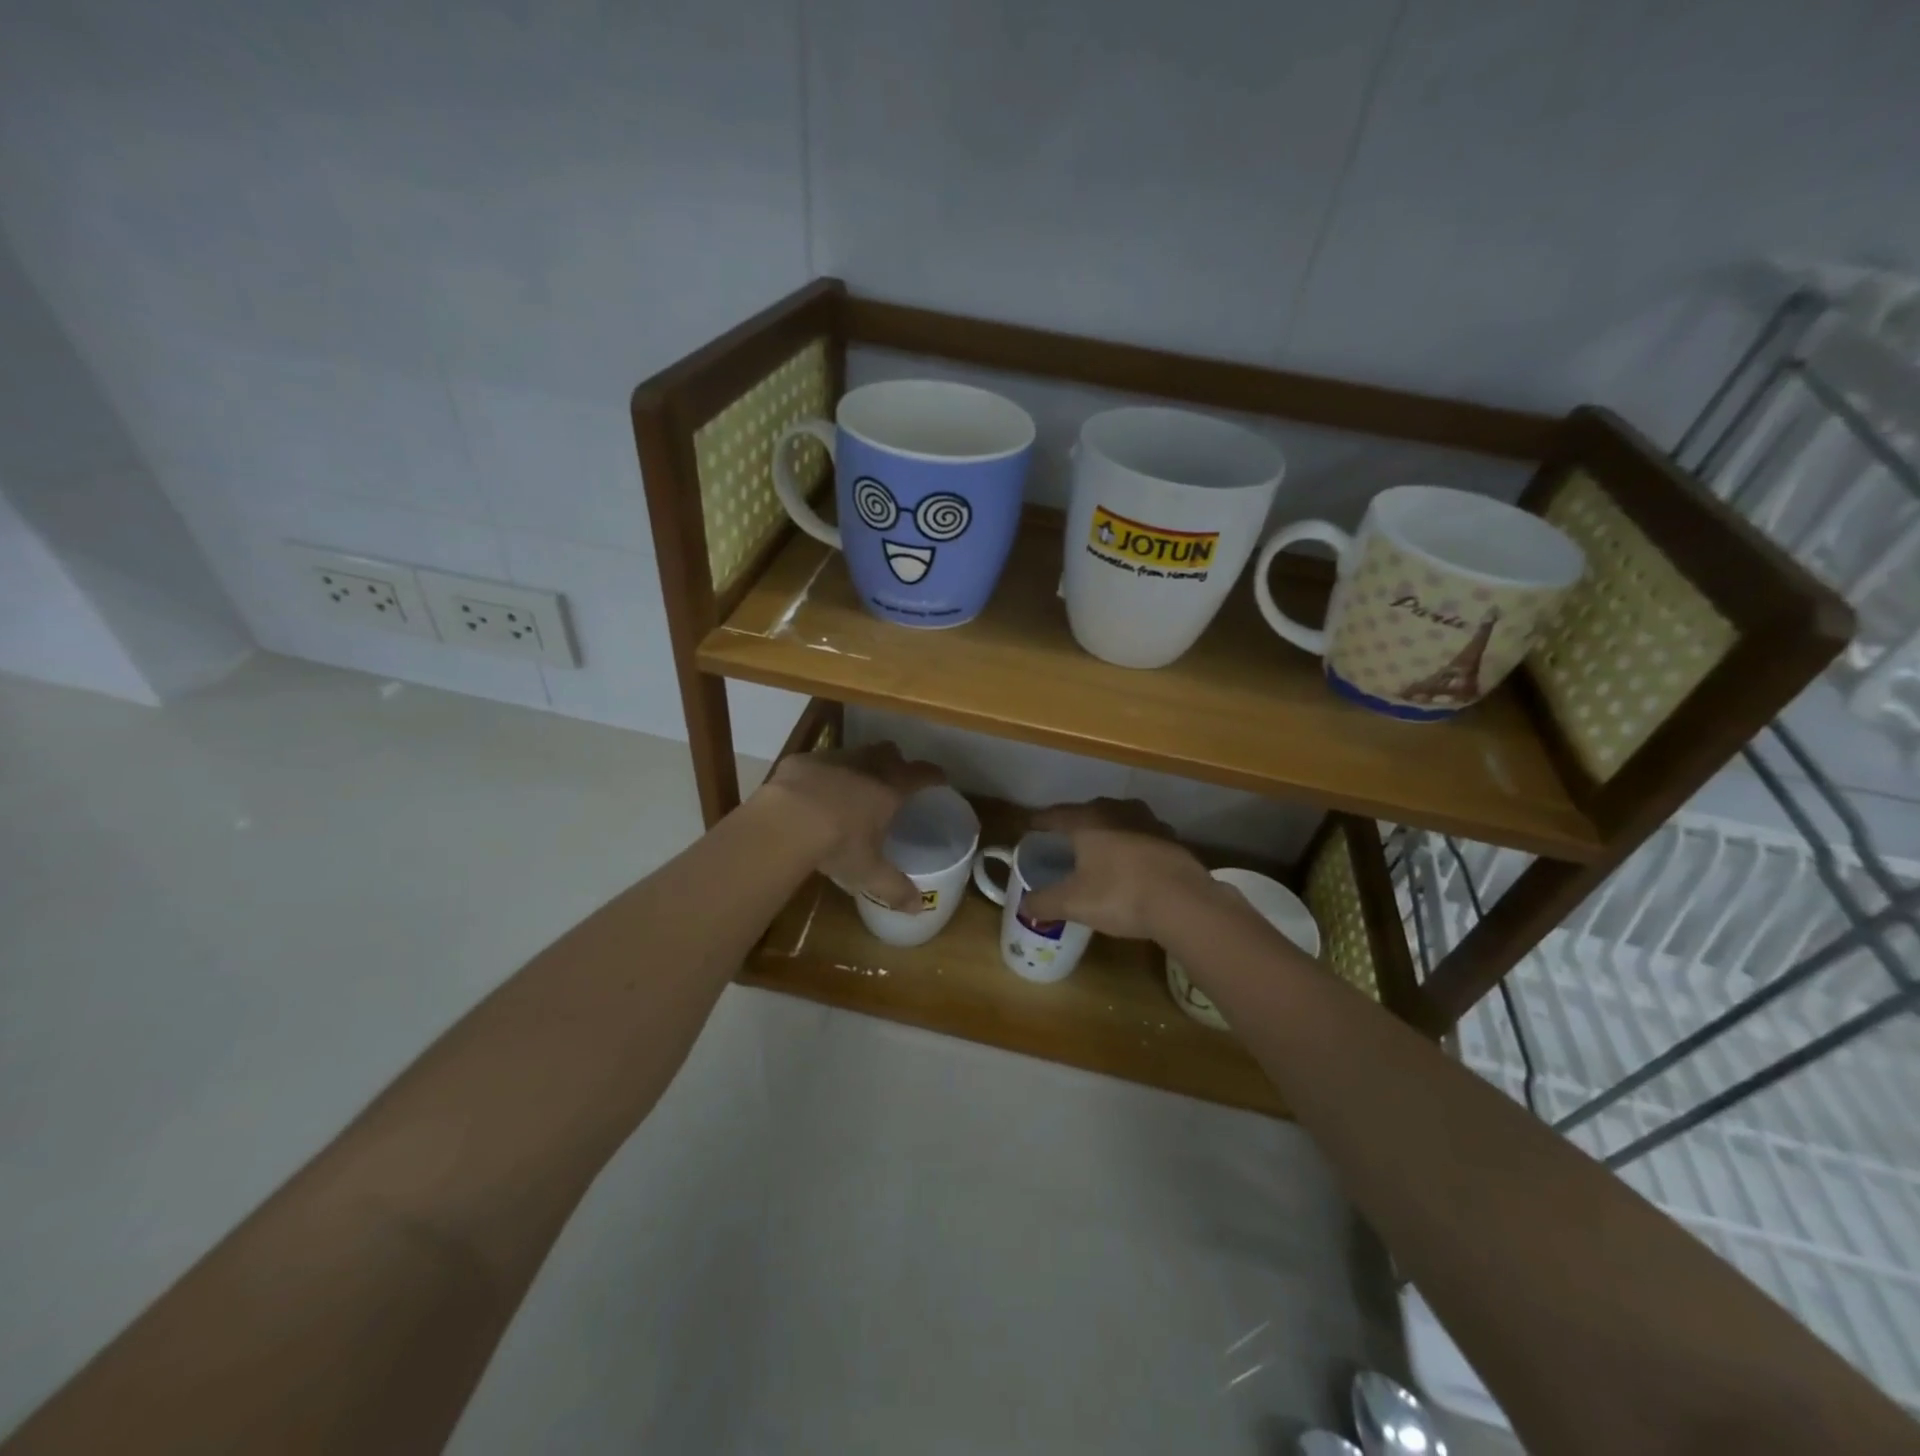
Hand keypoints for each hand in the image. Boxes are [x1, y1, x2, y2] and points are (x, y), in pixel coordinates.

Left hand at [761, 741, 944, 911]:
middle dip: (895, 762)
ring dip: (859, 765)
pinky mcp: (802, 761)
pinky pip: (819, 761)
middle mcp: (866, 766)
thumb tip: (919, 908)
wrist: (784, 822)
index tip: (940, 780)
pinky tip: (813, 791)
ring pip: (855, 753)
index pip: (922, 774)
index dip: (933, 775)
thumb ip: (895, 888)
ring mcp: (833, 758)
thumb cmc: (837, 845)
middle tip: (893, 781)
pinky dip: (822, 773)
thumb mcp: (868, 872)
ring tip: (852, 786)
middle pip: (890, 752)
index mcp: (890, 789)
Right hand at [1017, 798, 1216, 940]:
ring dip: (1106, 832)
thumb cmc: (1120, 894)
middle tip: (1062, 840)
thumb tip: (1024, 906)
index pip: (1054, 815)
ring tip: (1098, 849)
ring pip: (1118, 820)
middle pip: (1087, 812)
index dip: (1039, 822)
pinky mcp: (1171, 837)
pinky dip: (1131, 845)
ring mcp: (1148, 821)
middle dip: (1074, 825)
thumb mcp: (1074, 903)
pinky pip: (1142, 836)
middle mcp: (1116, 810)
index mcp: (1088, 820)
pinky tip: (1131, 862)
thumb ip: (1045, 902)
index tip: (1028, 828)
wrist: (1184, 902)